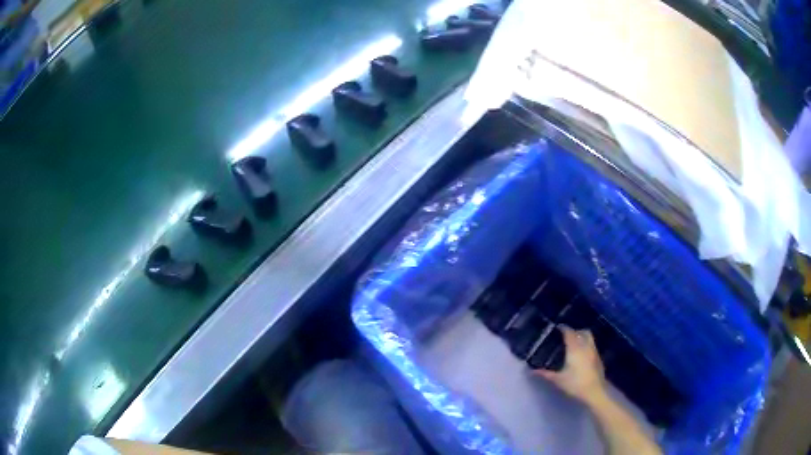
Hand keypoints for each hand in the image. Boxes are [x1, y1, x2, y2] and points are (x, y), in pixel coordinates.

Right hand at [534, 325, 606, 405]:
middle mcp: (586, 346)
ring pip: (589, 337)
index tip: (557, 328)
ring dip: (582, 337)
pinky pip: (592, 345)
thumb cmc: (575, 384)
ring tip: (574, 344)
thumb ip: (546, 374)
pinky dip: (586, 345)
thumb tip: (532, 371)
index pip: (570, 333)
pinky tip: (581, 354)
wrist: (594, 391)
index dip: (563, 328)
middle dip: (574, 331)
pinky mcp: (598, 358)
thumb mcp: (558, 380)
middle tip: (566, 336)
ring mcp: (594, 351)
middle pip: (582, 332)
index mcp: (575, 348)